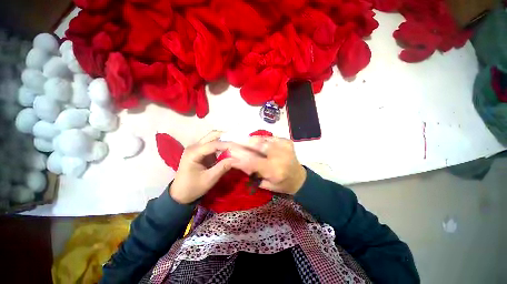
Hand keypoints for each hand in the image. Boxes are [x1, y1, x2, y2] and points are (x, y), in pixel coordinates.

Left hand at [169, 131, 236, 203]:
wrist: (180, 194)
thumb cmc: (193, 187)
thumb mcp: (209, 179)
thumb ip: (223, 167)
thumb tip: (237, 159)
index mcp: (193, 153)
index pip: (213, 144)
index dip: (227, 145)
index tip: (239, 148)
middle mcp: (194, 146)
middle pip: (212, 135)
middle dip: (227, 137)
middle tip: (239, 142)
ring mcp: (197, 148)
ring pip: (213, 138)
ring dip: (225, 140)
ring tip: (236, 144)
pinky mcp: (200, 151)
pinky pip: (213, 144)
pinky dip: (222, 145)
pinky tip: (229, 149)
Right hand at [229, 137, 306, 194]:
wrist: (299, 178)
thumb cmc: (282, 184)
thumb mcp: (266, 184)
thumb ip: (252, 173)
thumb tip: (237, 161)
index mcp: (276, 171)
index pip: (253, 162)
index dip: (239, 157)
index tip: (228, 154)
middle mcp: (281, 156)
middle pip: (258, 146)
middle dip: (243, 143)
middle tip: (231, 141)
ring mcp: (285, 146)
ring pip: (263, 139)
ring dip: (250, 139)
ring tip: (239, 138)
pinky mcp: (287, 141)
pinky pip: (269, 137)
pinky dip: (260, 138)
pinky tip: (252, 139)